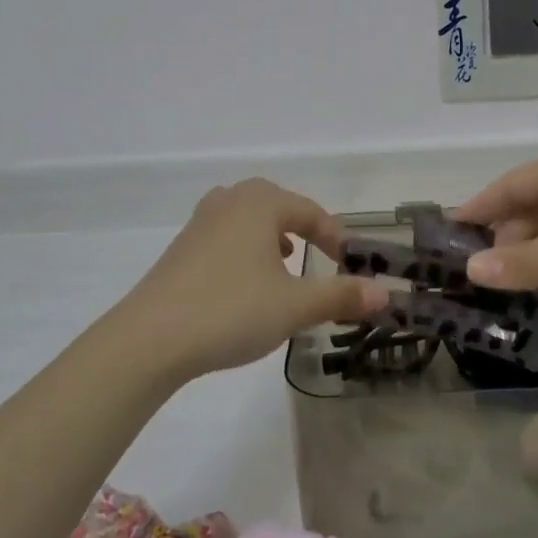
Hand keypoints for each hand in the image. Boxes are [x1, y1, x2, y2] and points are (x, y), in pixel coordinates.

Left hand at [109, 179, 387, 383]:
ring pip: (247, 219)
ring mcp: (200, 223)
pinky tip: (245, 283)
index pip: (309, 211)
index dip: (335, 235)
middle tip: (318, 256)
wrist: (151, 336)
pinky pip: (225, 237)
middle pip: (276, 206)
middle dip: (301, 229)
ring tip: (284, 265)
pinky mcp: (181, 248)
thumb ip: (340, 296)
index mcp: (260, 203)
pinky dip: (245, 251)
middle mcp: (229, 201)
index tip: (350, 262)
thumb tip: (386, 294)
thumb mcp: (295, 306)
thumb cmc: (231, 309)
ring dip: (271, 238)